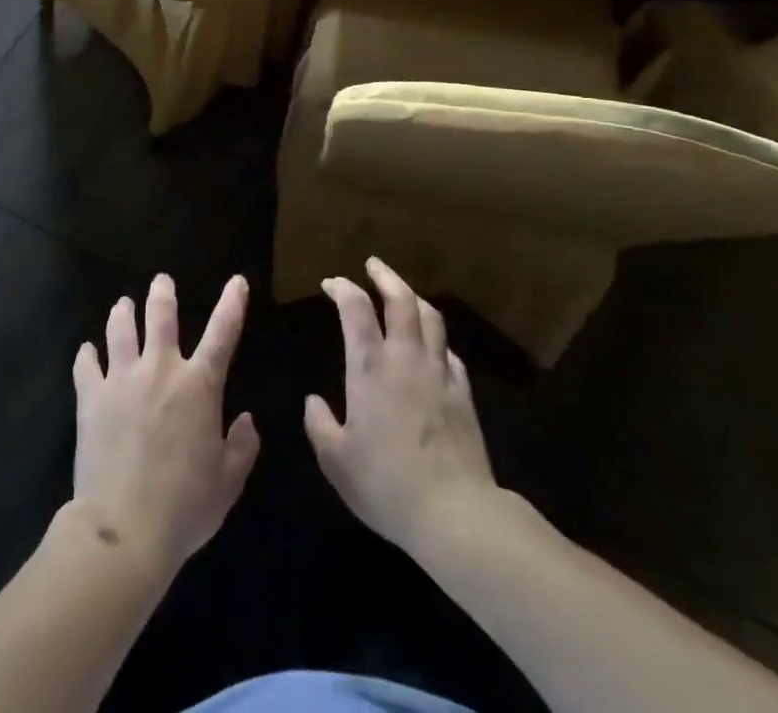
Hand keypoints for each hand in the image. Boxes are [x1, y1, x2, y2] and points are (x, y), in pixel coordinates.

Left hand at [71, 274, 259, 571]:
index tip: (237, 280)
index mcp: (199, 385)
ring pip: (120, 329)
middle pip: (160, 315)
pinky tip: (86, 351)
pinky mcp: (91, 397)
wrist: (125, 528)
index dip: (232, 303)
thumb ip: (242, 447)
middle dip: (162, 293)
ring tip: (123, 304)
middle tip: (161, 280)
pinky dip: (87, 355)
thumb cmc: (185, 506)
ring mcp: (122, 379)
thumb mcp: (228, 482)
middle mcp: (160, 370)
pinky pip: (86, 365)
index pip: (223, 333)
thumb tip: (246, 420)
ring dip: (123, 312)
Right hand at [305, 258, 496, 553]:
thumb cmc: (386, 484)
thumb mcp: (336, 461)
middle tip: (372, 264)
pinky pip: (449, 352)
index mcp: (370, 367)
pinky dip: (435, 339)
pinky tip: (431, 347)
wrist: (455, 513)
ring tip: (403, 293)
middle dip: (385, 276)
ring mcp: (439, 373)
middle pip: (401, 300)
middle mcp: (405, 358)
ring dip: (413, 298)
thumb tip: (314, 402)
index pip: (355, 309)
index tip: (331, 283)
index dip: (342, 288)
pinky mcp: (463, 393)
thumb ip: (319, 425)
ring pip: (431, 318)